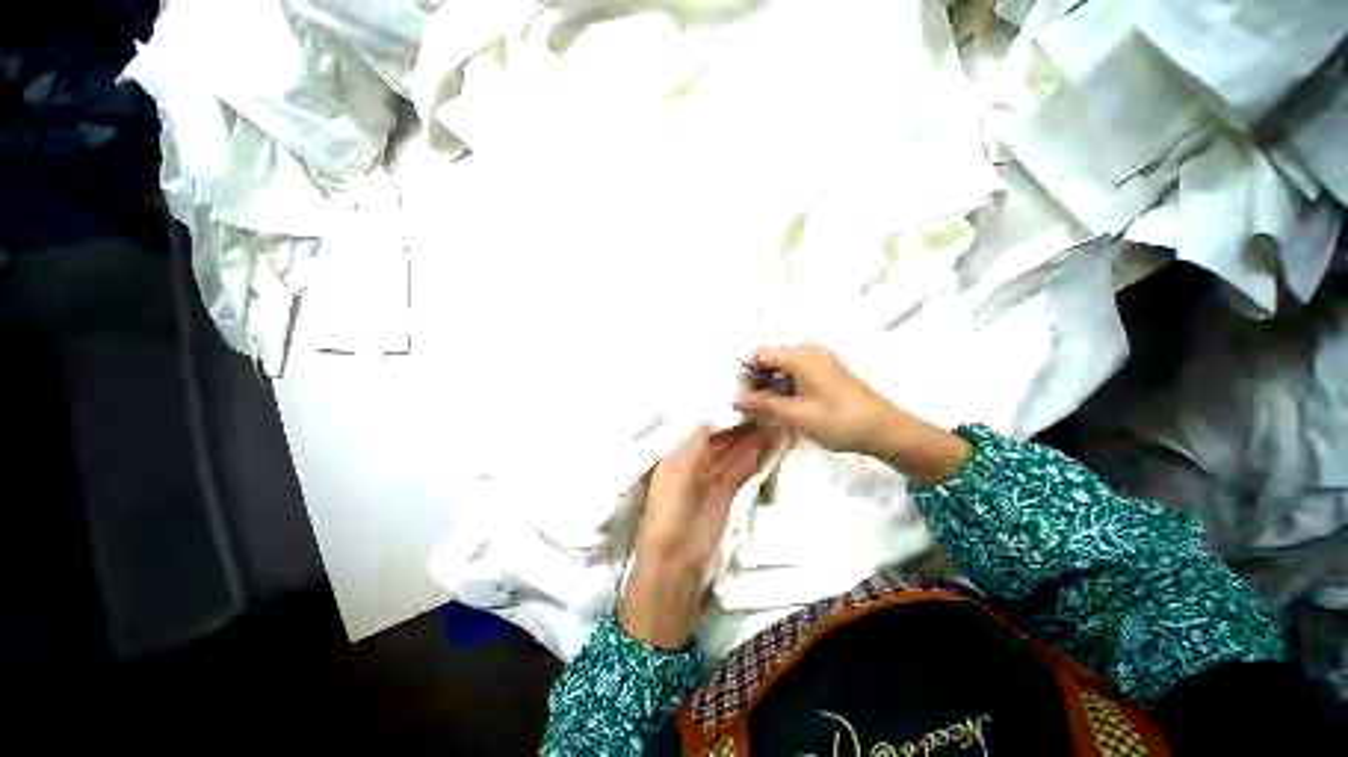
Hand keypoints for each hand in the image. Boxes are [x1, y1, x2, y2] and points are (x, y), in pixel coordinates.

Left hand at [621, 425, 769, 648]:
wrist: (676, 561)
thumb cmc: (669, 516)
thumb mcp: (677, 477)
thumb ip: (693, 448)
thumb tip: (706, 418)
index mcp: (676, 457)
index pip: (699, 430)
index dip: (717, 416)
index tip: (736, 402)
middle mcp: (694, 464)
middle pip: (718, 441)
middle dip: (737, 427)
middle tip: (759, 410)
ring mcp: (711, 478)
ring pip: (731, 454)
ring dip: (747, 440)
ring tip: (767, 422)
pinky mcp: (725, 493)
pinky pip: (739, 471)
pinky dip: (750, 459)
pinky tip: (762, 445)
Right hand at [733, 346, 893, 454]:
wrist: (885, 430)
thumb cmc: (838, 421)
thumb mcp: (796, 415)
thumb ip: (763, 405)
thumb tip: (734, 400)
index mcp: (802, 357)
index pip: (762, 355)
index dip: (747, 374)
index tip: (743, 398)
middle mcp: (810, 353)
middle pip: (772, 360)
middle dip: (757, 382)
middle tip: (752, 409)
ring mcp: (820, 363)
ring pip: (784, 369)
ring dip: (771, 388)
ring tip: (766, 412)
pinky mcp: (827, 374)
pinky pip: (797, 375)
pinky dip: (785, 389)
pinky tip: (784, 408)